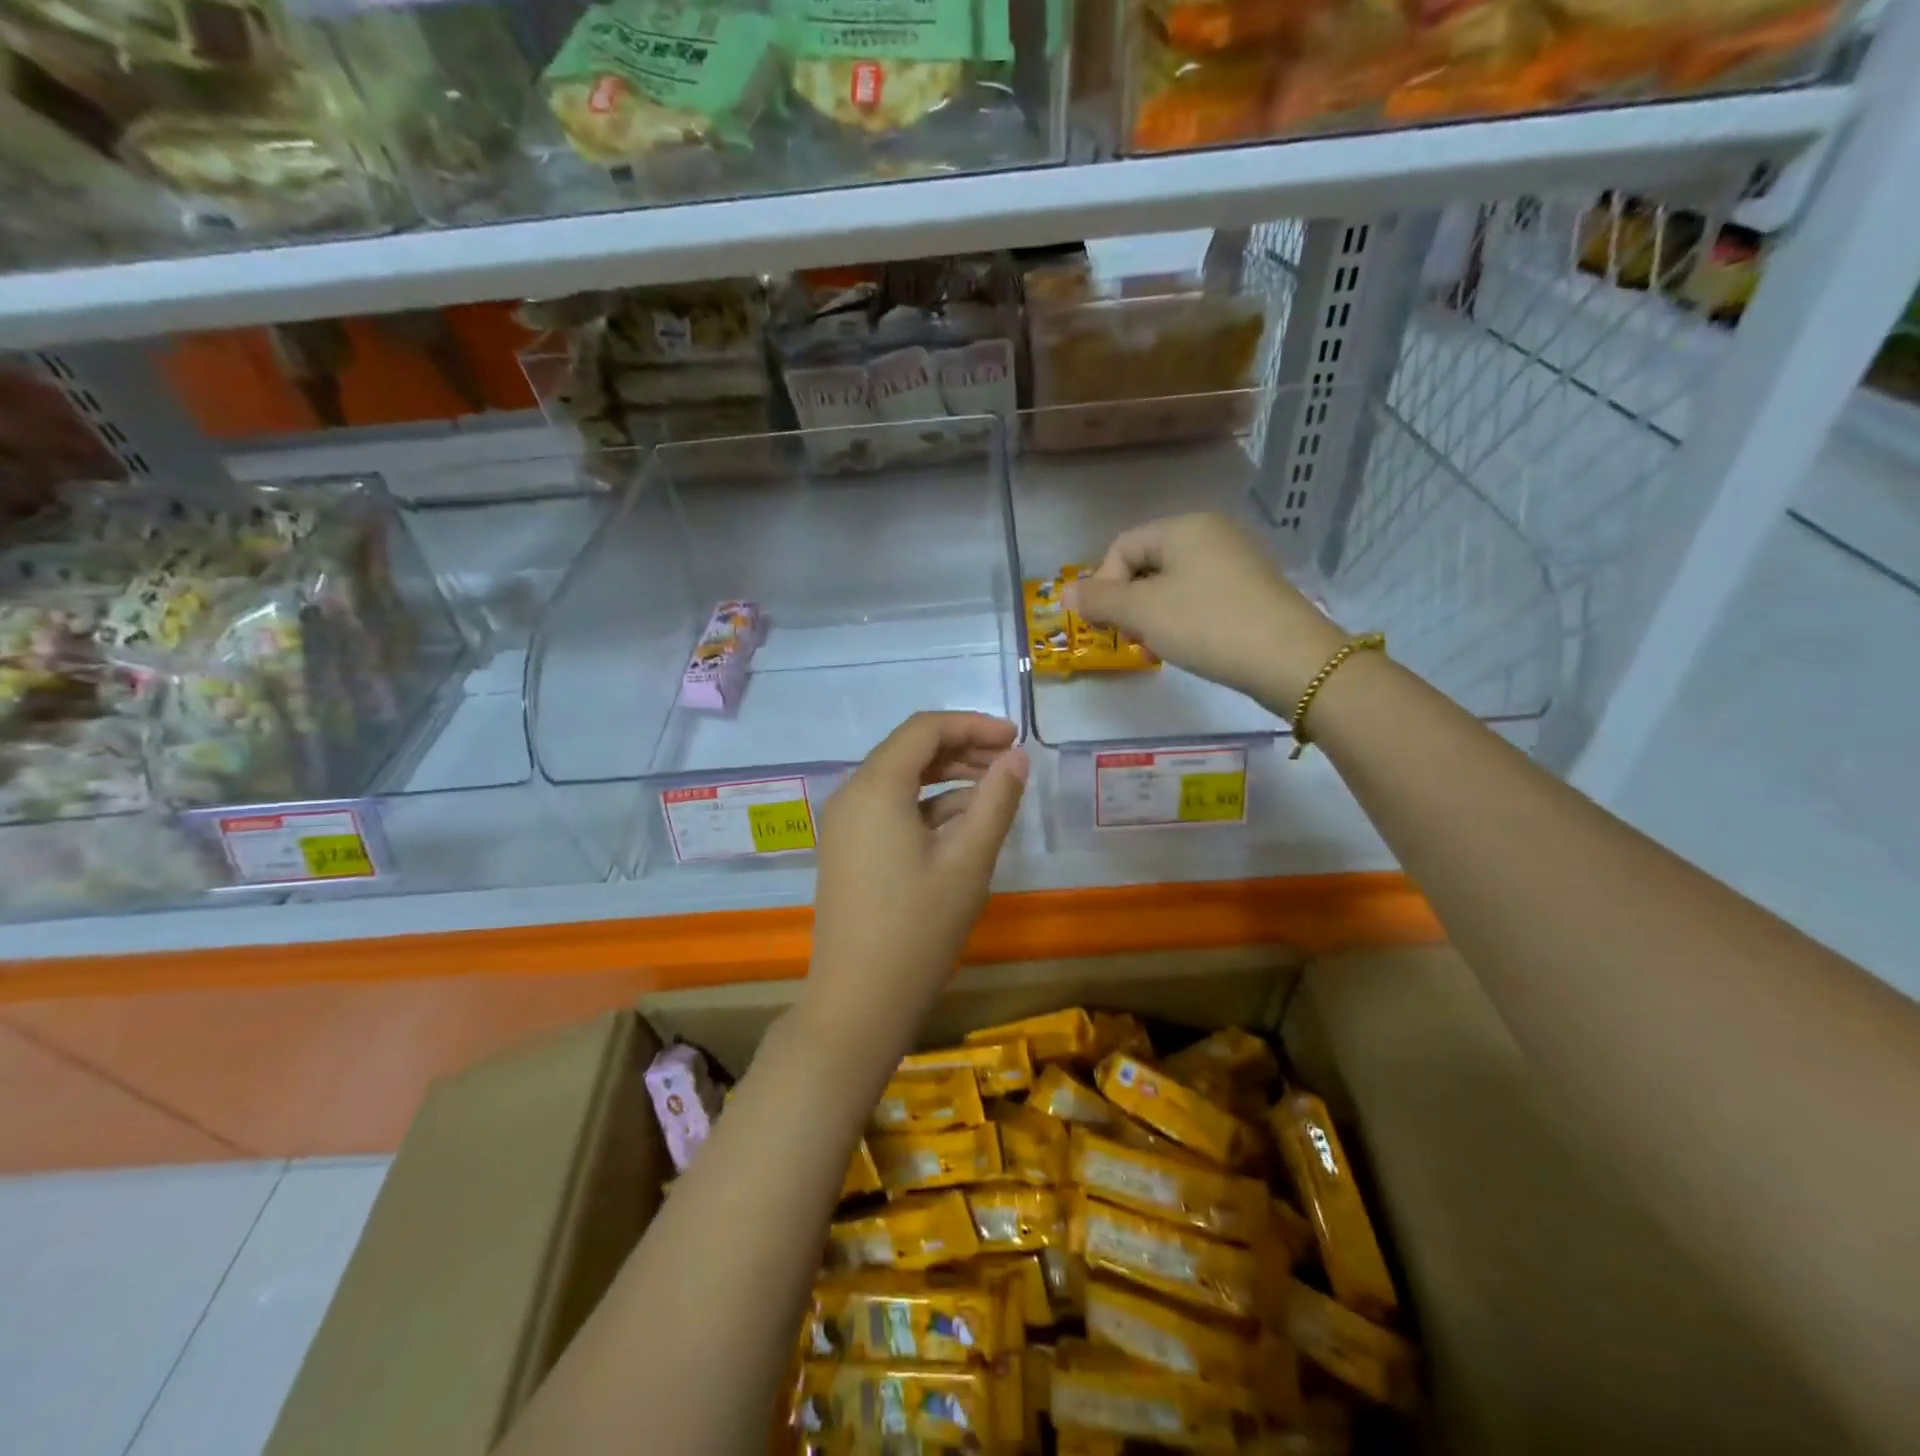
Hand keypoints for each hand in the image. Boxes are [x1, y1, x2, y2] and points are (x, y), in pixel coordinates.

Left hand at [806, 713, 1028, 1040]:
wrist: (859, 1001)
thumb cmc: (918, 928)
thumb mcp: (969, 860)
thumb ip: (996, 800)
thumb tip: (1017, 758)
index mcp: (875, 786)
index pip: (925, 729)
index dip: (973, 725)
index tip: (1015, 738)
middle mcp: (852, 794)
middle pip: (910, 750)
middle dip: (962, 748)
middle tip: (1010, 762)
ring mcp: (845, 824)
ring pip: (900, 779)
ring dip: (947, 777)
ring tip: (995, 789)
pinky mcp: (848, 849)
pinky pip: (889, 808)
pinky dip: (927, 805)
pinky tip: (964, 821)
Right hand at [1064, 513, 1347, 710]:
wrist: (1290, 659)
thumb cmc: (1207, 625)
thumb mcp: (1142, 612)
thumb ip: (1098, 599)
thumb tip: (1064, 592)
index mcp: (1183, 527)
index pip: (1122, 546)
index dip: (1103, 584)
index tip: (1107, 623)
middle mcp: (1210, 534)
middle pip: (1146, 564)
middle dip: (1129, 604)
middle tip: (1132, 639)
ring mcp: (1234, 561)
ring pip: (1171, 585)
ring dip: (1152, 617)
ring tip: (1158, 648)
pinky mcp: (1250, 590)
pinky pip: (1199, 597)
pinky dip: (1182, 620)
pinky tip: (1187, 646)